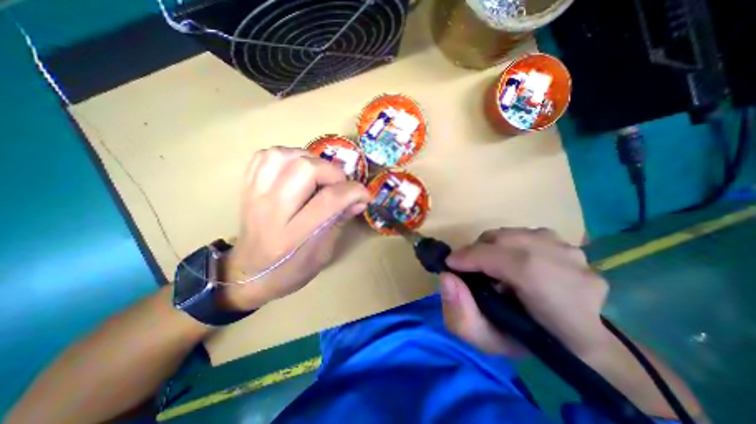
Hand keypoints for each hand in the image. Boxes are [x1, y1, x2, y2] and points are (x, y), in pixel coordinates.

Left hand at [218, 147, 370, 310]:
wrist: (247, 273)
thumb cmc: (290, 271)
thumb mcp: (322, 254)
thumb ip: (339, 222)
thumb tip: (359, 200)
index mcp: (292, 236)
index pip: (329, 200)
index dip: (354, 191)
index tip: (364, 195)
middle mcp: (271, 211)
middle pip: (305, 169)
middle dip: (332, 172)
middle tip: (339, 185)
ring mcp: (254, 196)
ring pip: (283, 156)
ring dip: (309, 160)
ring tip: (319, 175)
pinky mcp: (246, 188)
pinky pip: (265, 156)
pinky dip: (287, 156)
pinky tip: (296, 169)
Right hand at [445, 228, 605, 357]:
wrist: (579, 341)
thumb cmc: (531, 343)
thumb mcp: (488, 341)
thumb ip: (461, 315)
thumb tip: (447, 278)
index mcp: (556, 299)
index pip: (506, 260)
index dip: (470, 257)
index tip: (450, 264)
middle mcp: (569, 266)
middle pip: (505, 240)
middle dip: (477, 251)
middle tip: (469, 267)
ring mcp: (572, 251)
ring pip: (513, 234)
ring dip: (493, 247)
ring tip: (491, 266)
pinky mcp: (569, 244)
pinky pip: (526, 234)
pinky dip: (510, 244)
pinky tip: (513, 262)